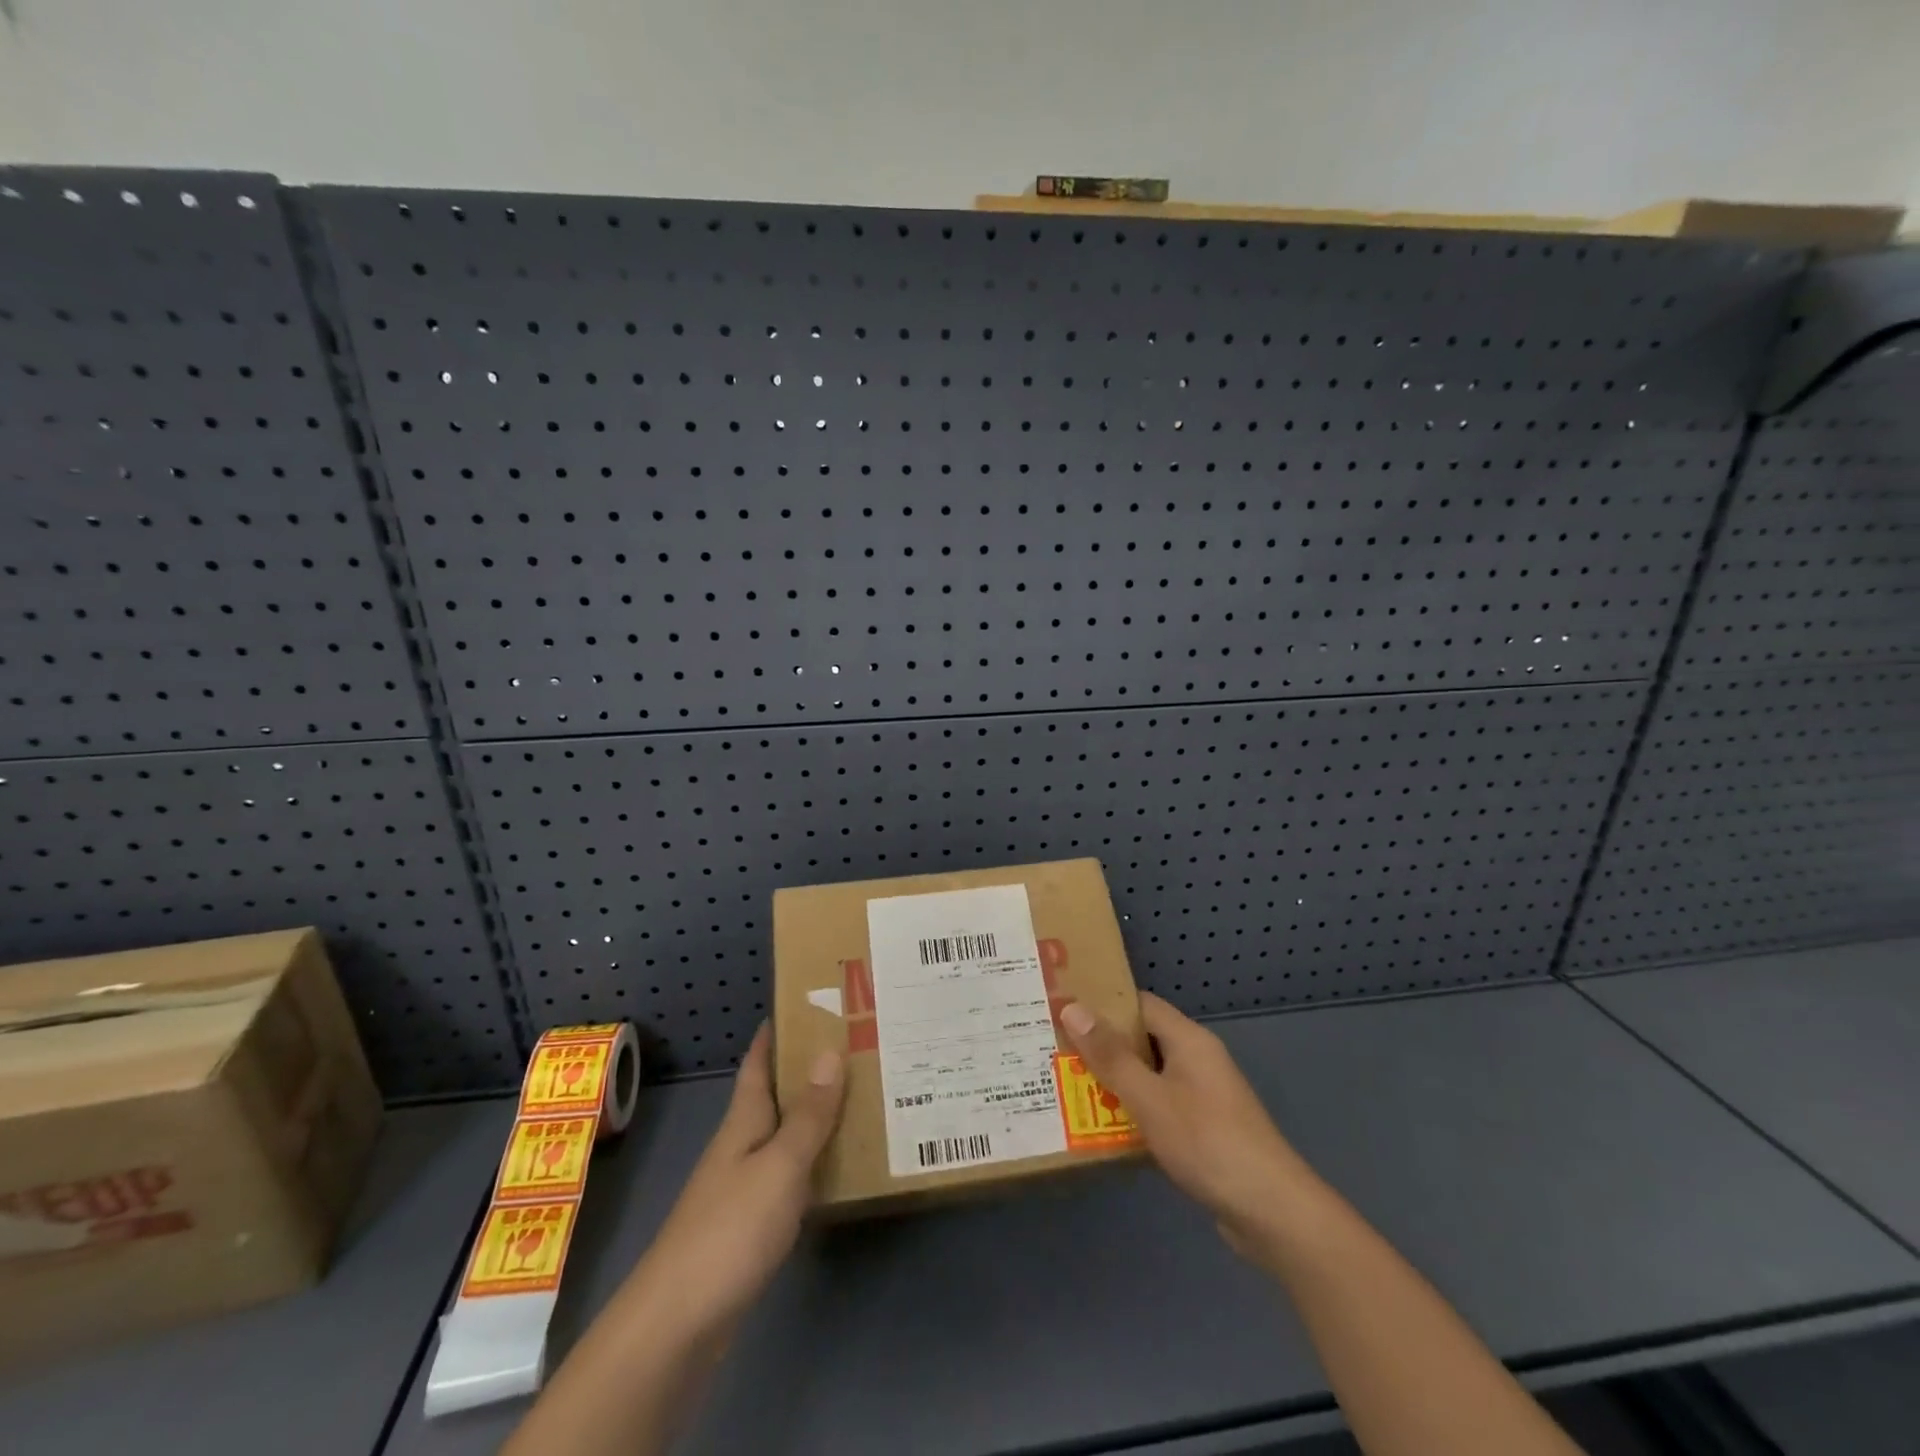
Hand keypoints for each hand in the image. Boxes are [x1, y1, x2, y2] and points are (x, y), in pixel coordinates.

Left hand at [626, 1025, 845, 1340]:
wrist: (678, 1324)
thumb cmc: (729, 1230)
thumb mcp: (779, 1166)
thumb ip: (808, 1115)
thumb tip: (830, 1050)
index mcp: (743, 1122)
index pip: (757, 1063)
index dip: (776, 1033)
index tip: (806, 1002)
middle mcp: (741, 1146)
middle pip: (775, 1096)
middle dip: (808, 1070)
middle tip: (856, 1046)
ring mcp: (743, 1187)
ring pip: (785, 1136)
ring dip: (816, 1116)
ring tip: (861, 1097)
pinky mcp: (750, 1225)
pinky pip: (789, 1175)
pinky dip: (814, 1162)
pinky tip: (841, 1167)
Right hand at [1060, 992, 1321, 1258]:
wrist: (1272, 1212)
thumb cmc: (1207, 1142)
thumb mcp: (1149, 1097)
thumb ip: (1110, 1056)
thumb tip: (1072, 1008)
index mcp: (1189, 1040)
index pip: (1140, 1005)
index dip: (1103, 1004)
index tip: (1063, 1010)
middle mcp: (1197, 1059)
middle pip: (1143, 1040)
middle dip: (1102, 1046)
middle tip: (1056, 1050)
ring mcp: (1204, 1095)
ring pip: (1150, 1075)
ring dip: (1116, 1081)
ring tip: (1069, 1086)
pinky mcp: (1205, 1129)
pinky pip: (1161, 1105)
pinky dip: (1134, 1110)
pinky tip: (1105, 1127)